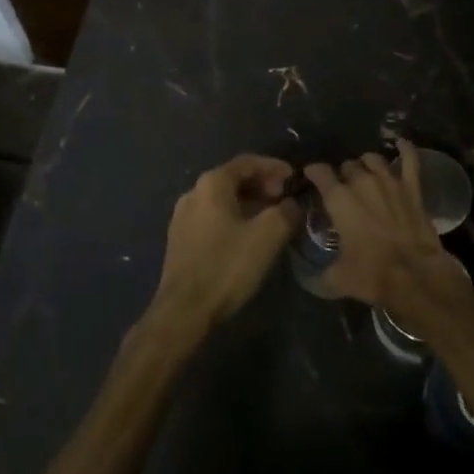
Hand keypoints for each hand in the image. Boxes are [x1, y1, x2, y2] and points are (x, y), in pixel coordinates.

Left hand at [152, 154, 298, 331]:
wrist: (184, 310)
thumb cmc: (226, 266)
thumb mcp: (267, 236)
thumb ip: (285, 212)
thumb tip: (292, 204)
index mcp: (212, 184)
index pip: (247, 162)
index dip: (274, 167)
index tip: (293, 179)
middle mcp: (193, 193)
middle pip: (233, 179)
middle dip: (262, 185)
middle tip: (284, 199)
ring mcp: (183, 217)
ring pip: (223, 200)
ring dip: (249, 203)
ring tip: (271, 218)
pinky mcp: (180, 240)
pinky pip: (213, 218)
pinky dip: (234, 218)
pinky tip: (248, 236)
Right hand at [304, 141, 465, 323]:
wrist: (415, 275)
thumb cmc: (372, 274)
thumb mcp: (338, 279)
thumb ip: (321, 274)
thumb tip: (311, 278)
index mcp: (338, 198)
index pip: (319, 172)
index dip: (314, 173)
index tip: (311, 177)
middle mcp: (361, 181)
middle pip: (348, 166)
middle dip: (344, 175)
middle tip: (344, 191)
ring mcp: (389, 180)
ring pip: (373, 159)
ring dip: (367, 165)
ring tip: (366, 174)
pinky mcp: (412, 187)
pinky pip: (409, 160)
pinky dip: (406, 149)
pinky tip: (401, 143)